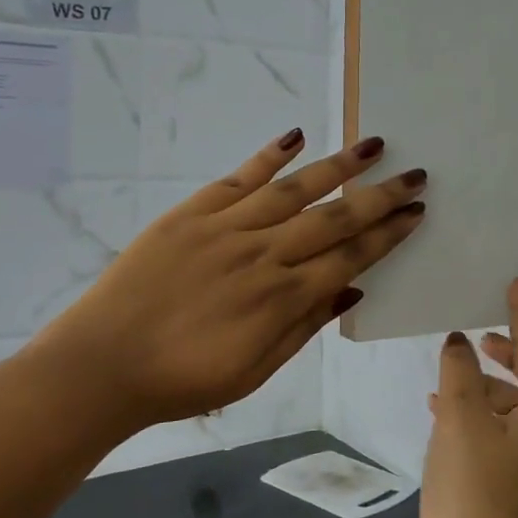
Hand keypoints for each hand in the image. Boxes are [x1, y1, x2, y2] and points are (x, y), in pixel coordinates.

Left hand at [27, 131, 426, 432]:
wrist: (101, 365)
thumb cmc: (183, 380)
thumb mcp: (254, 372)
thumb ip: (305, 326)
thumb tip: (353, 289)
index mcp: (283, 299)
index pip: (350, 257)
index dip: (387, 234)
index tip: (416, 213)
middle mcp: (264, 255)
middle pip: (334, 218)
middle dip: (380, 196)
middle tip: (415, 174)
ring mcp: (227, 229)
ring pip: (294, 190)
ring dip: (338, 166)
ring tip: (373, 145)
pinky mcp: (192, 213)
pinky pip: (238, 178)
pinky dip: (268, 156)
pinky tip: (296, 137)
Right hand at [417, 278, 517, 517]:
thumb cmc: (475, 485)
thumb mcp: (461, 417)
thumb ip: (458, 370)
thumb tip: (459, 342)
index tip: (517, 283)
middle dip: (508, 354)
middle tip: (483, 337)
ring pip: (511, 405)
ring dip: (482, 386)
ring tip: (447, 374)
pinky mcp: (510, 480)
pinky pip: (496, 430)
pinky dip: (473, 413)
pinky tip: (438, 409)